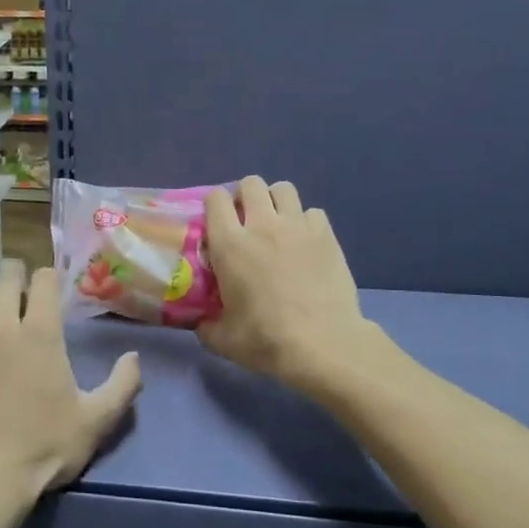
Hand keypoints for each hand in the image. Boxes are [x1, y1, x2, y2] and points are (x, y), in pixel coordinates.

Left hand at [0, 263, 142, 514]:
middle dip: (16, 277)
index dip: (50, 278)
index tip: (53, 288)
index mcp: (39, 333)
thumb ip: (122, 384)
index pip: (43, 280)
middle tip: (23, 291)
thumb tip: (134, 357)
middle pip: (4, 278)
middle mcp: (0, 328)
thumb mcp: (96, 421)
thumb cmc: (43, 448)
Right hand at [198, 177, 370, 391]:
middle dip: (246, 196)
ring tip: (277, 224)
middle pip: (251, 183)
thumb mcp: (223, 340)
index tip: (217, 223)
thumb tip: (202, 322)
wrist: (322, 344)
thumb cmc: (266, 339)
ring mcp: (297, 226)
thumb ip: (206, 325)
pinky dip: (306, 222)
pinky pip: (313, 212)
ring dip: (276, 201)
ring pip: (283, 188)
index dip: (214, 205)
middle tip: (247, 221)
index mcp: (230, 243)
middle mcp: (262, 224)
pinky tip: (306, 243)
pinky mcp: (326, 235)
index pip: (215, 198)